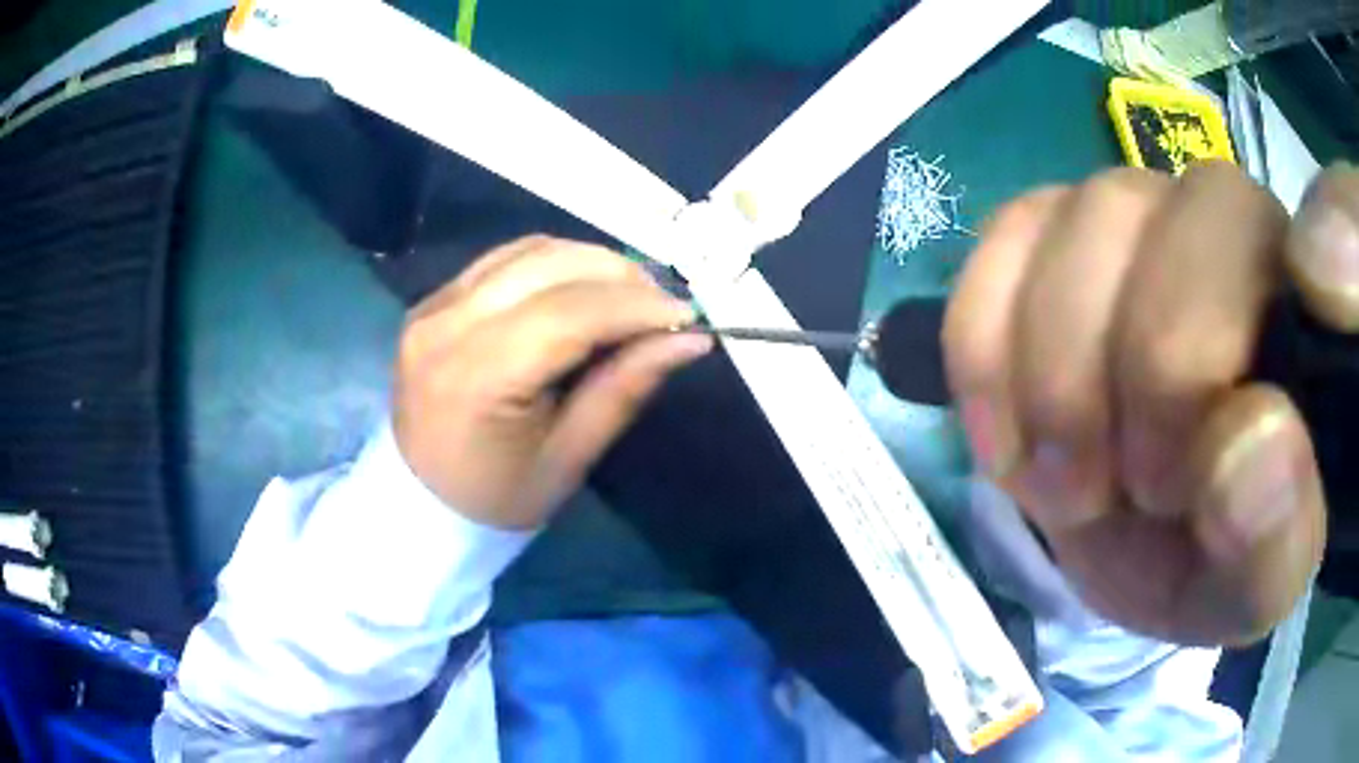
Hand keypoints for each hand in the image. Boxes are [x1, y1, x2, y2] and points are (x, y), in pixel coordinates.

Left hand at [393, 236, 711, 528]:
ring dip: (591, 263)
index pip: (567, 314)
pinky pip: (505, 259)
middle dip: (620, 276)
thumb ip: (625, 388)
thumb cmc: (498, 496)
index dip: (635, 306)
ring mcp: (434, 305)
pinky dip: (554, 263)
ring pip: (529, 251)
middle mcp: (446, 325)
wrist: (420, 501)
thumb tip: (690, 339)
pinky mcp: (434, 299)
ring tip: (630, 296)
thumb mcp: (569, 458)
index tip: (689, 315)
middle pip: (549, 266)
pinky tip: (582, 289)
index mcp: (475, 378)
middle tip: (664, 306)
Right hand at [944, 162, 1358, 644]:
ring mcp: (1141, 210)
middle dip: (1141, 371)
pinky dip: (989, 343)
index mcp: (1308, 310)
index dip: (1246, 318)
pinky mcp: (1056, 230)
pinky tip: (1011, 432)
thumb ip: (1275, 538)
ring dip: (1057, 374)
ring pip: (1088, 216)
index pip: (1315, 224)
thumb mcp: (1254, 587)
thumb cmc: (1218, 555)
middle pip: (1188, 214)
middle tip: (1111, 492)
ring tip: (1063, 482)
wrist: (1144, 531)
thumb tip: (1250, 442)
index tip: (1207, 457)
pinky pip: (1007, 237)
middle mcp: (1235, 222)